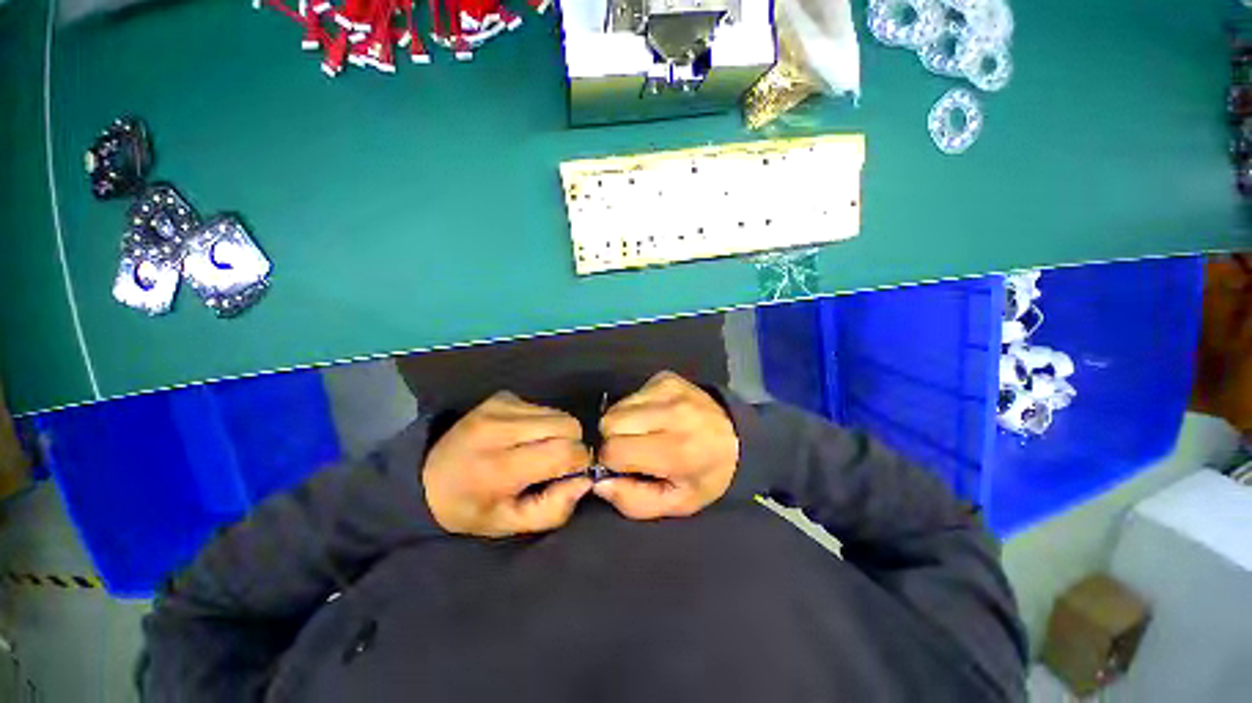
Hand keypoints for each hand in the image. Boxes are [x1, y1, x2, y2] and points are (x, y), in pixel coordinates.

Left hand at [422, 392, 593, 536]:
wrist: (426, 476)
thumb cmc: (470, 507)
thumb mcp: (509, 524)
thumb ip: (553, 508)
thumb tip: (586, 479)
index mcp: (499, 467)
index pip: (563, 452)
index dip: (579, 462)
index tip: (573, 473)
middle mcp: (500, 428)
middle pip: (568, 425)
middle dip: (573, 444)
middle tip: (557, 461)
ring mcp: (499, 407)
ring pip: (558, 413)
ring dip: (559, 432)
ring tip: (538, 449)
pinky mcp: (501, 396)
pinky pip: (543, 406)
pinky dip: (544, 422)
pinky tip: (525, 436)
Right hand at [594, 371, 739, 519]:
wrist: (735, 437)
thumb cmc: (705, 475)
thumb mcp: (676, 503)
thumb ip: (633, 501)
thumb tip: (598, 482)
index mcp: (675, 450)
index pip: (614, 450)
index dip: (611, 462)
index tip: (623, 467)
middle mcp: (671, 413)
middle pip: (609, 423)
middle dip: (613, 440)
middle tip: (632, 449)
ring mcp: (668, 389)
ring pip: (616, 407)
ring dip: (622, 423)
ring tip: (645, 433)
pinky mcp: (665, 377)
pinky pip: (630, 394)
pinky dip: (634, 409)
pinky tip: (653, 418)